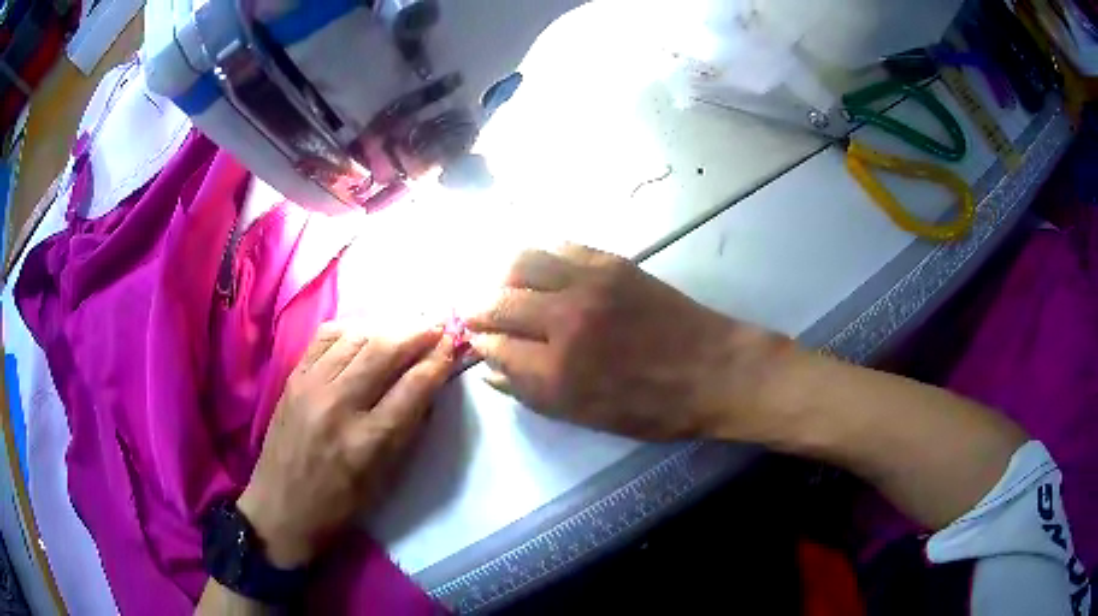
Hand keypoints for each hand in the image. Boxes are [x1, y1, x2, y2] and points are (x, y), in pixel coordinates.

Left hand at [237, 324, 456, 568]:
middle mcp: (338, 406)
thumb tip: (426, 387)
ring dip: (387, 328)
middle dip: (418, 333)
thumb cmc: (339, 507)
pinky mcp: (292, 378)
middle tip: (438, 325)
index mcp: (367, 442)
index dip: (438, 361)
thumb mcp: (384, 480)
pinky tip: (364, 334)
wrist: (280, 508)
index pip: (413, 387)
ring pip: (356, 337)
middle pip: (385, 351)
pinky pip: (325, 337)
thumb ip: (407, 431)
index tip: (454, 345)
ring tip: (405, 328)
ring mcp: (310, 386)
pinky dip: (351, 330)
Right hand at [466, 244, 789, 440]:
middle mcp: (563, 322)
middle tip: (477, 312)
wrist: (715, 370)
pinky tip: (540, 270)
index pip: (493, 346)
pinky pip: (558, 247)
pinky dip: (538, 256)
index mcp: (557, 373)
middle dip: (477, 308)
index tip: (477, 340)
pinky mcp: (610, 263)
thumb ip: (532, 393)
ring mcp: (587, 285)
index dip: (479, 342)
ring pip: (520, 263)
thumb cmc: (654, 408)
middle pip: (497, 302)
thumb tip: (490, 370)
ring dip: (501, 276)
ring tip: (504, 286)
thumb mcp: (587, 417)